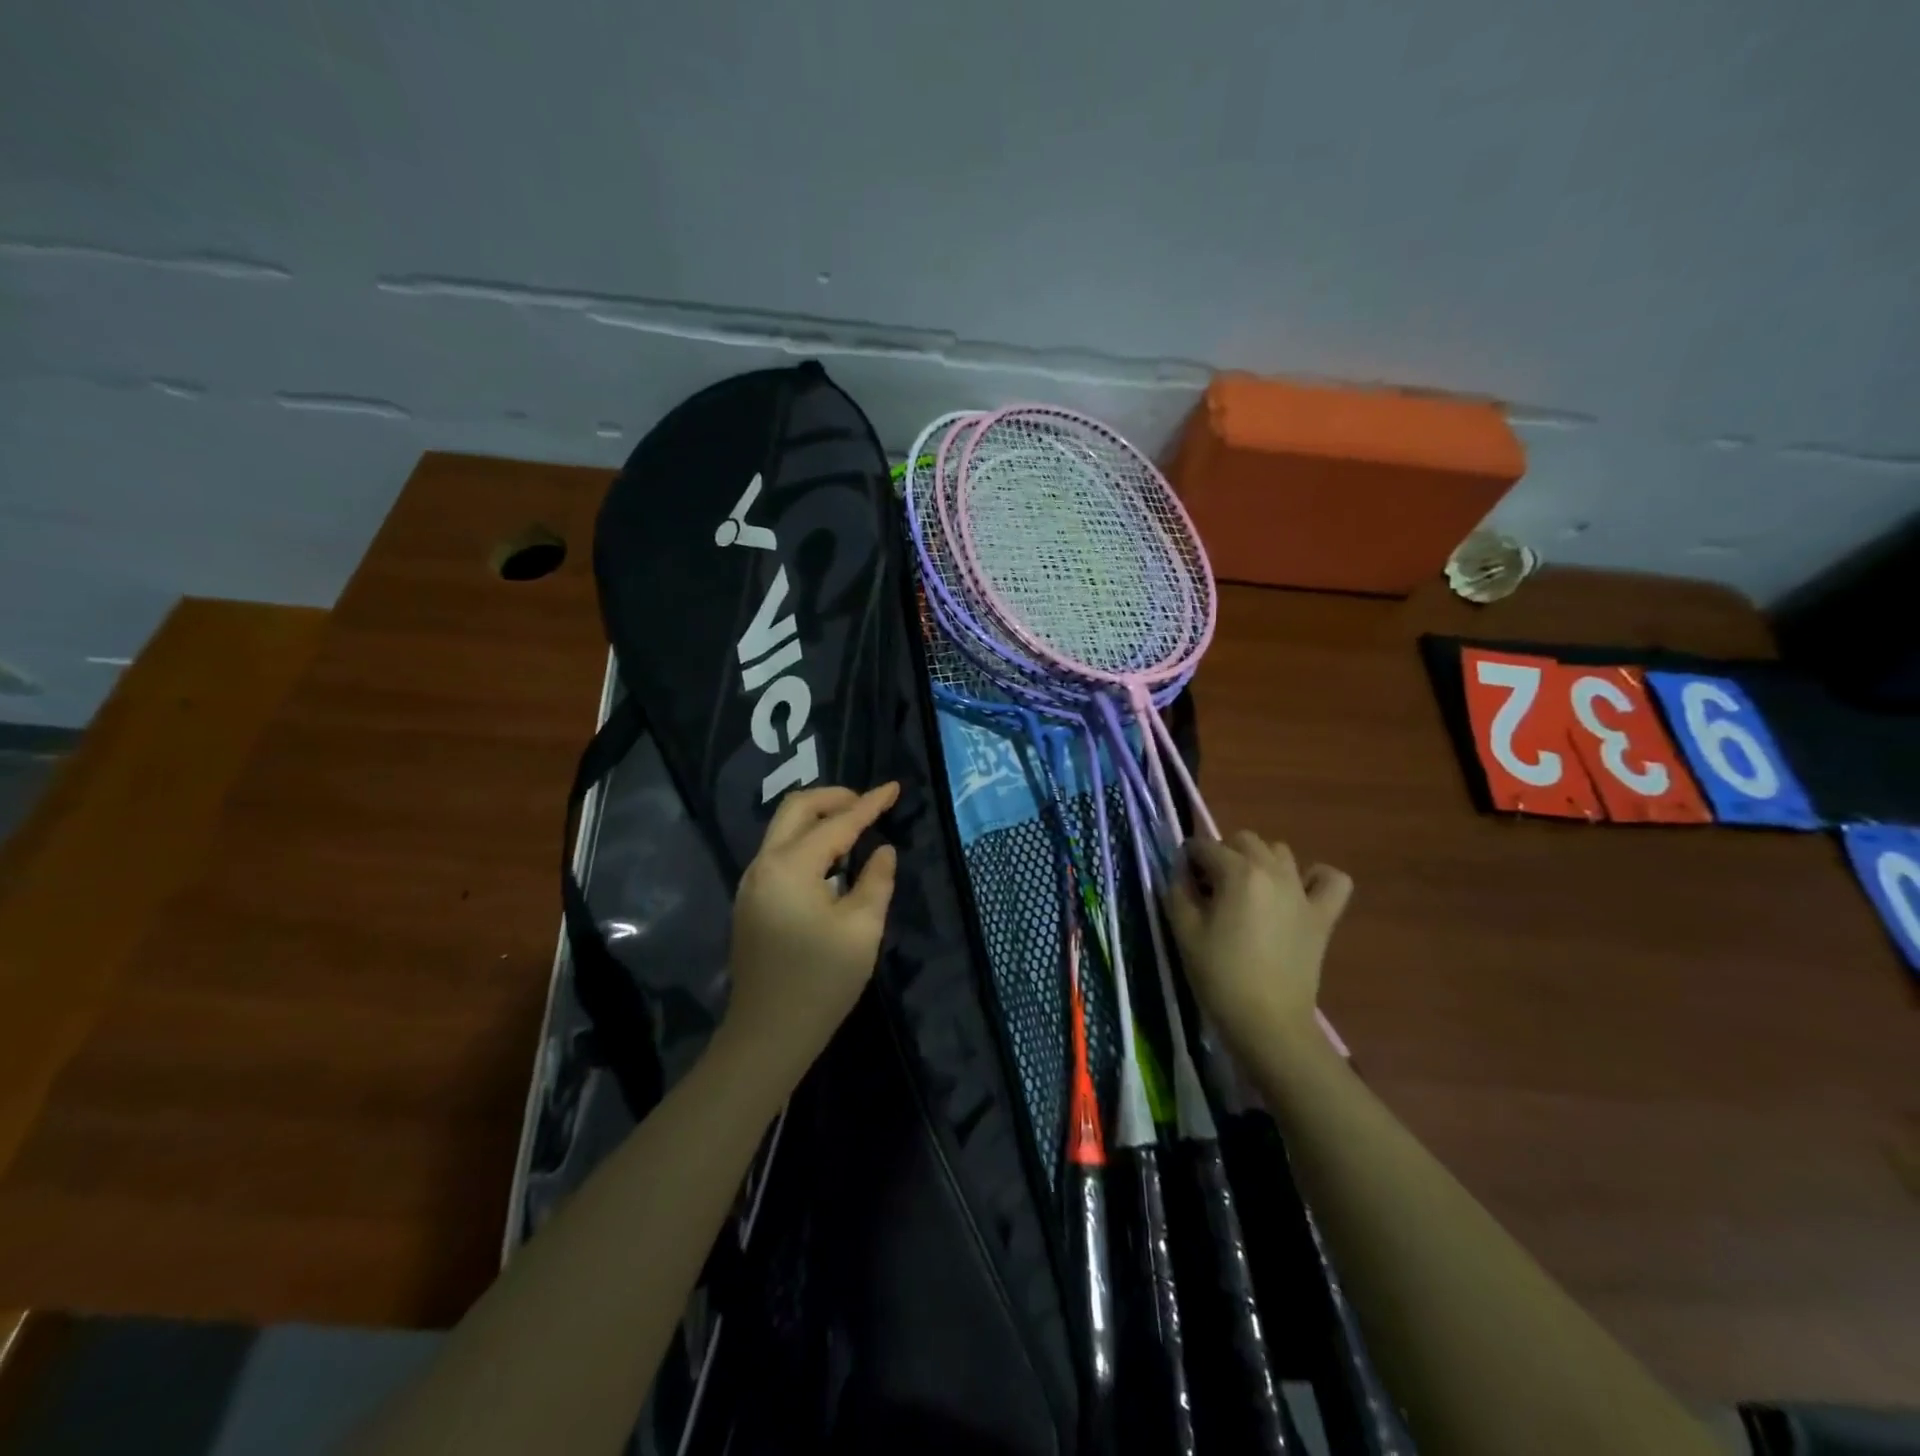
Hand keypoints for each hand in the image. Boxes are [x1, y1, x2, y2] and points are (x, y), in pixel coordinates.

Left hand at [720, 783, 899, 1083]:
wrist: (767, 1036)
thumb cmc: (820, 983)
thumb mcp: (862, 930)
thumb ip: (876, 881)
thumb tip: (882, 851)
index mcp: (790, 867)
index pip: (837, 823)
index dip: (869, 804)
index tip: (894, 787)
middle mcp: (763, 865)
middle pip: (796, 809)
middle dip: (835, 798)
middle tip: (869, 804)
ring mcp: (752, 883)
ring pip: (784, 829)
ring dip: (819, 819)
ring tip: (857, 827)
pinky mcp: (752, 901)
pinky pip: (781, 853)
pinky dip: (808, 842)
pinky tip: (833, 860)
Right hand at [1163, 831, 1352, 1059]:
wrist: (1267, 1022)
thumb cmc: (1219, 975)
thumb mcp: (1184, 931)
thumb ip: (1178, 891)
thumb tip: (1181, 871)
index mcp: (1237, 872)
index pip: (1204, 846)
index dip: (1187, 859)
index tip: (1181, 879)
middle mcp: (1272, 871)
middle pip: (1244, 840)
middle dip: (1223, 854)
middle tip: (1211, 886)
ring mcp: (1302, 891)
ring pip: (1280, 852)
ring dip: (1260, 861)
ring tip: (1247, 890)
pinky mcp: (1323, 915)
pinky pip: (1331, 879)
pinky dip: (1315, 878)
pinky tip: (1297, 892)